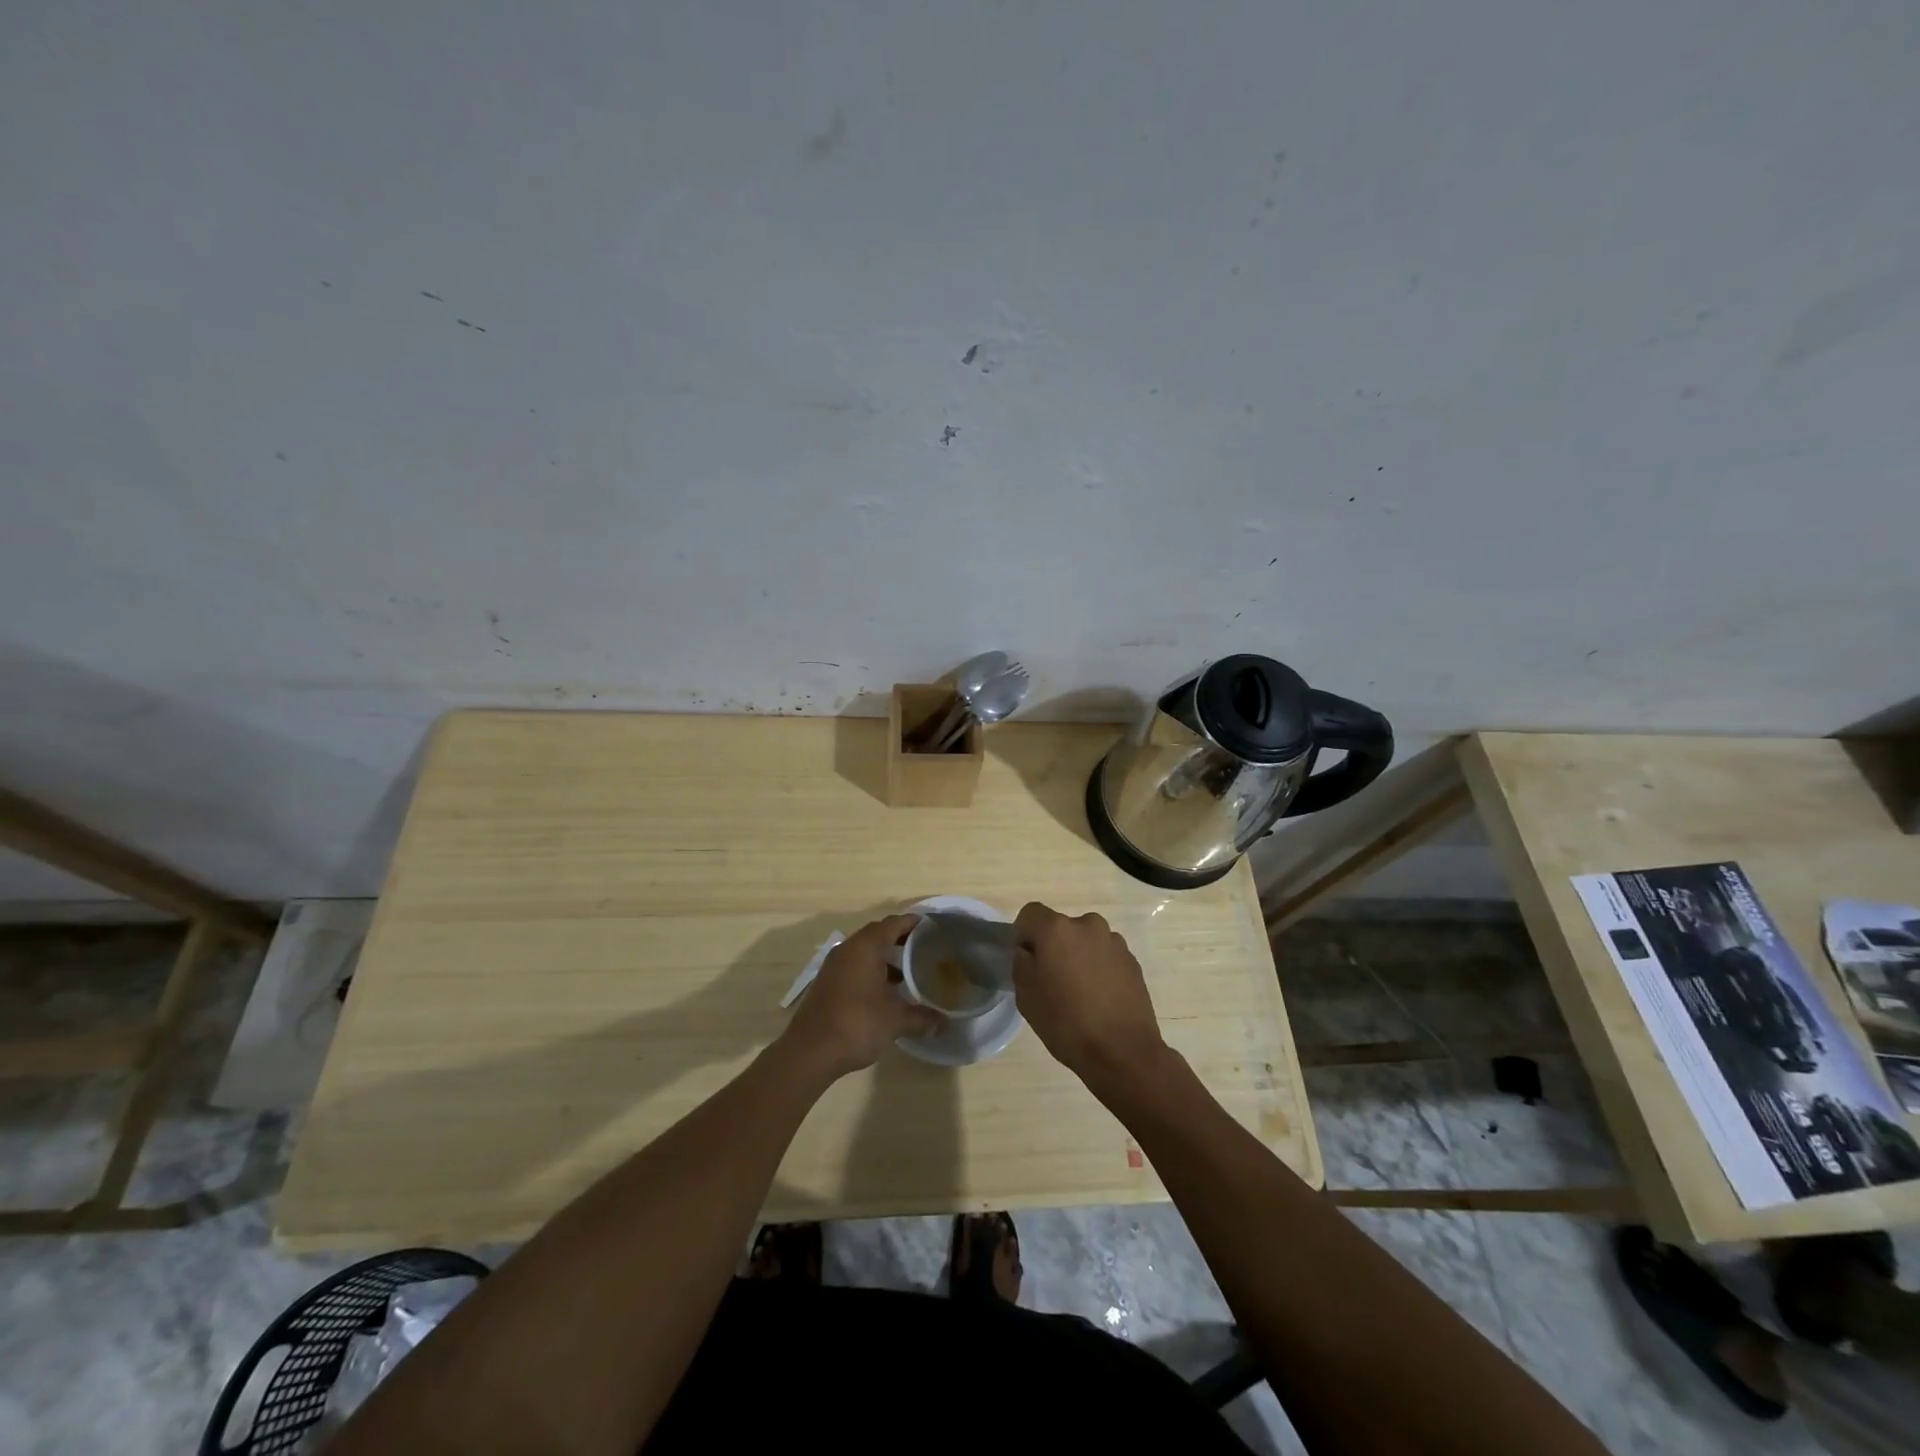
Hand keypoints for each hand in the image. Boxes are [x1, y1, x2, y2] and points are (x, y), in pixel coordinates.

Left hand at [779, 915, 943, 1079]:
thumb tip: (945, 1023)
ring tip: (907, 972)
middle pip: (877, 934)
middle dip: (900, 939)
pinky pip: (853, 965)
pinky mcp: (826, 982)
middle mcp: (848, 949)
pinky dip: (870, 970)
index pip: (893, 923)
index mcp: (866, 948)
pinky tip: (884, 991)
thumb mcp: (895, 1021)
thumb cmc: (856, 1025)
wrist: (809, 1052)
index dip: (912, 922)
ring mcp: (834, 966)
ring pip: (863, 951)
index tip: (931, 927)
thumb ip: (922, 1017)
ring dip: (884, 957)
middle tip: (923, 948)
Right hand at [1012, 902, 1168, 1096]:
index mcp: (1057, 929)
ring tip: (1079, 992)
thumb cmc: (1066, 1023)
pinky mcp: (1132, 961)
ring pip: (1085, 941)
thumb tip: (1028, 952)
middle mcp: (1088, 925)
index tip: (1025, 960)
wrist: (1123, 1052)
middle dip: (1053, 946)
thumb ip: (1022, 964)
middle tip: (1051, 979)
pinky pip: (1105, 956)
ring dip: (1078, 956)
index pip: (1030, 913)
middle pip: (1060, 927)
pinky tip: (1099, 998)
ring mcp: (1114, 942)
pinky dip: (1098, 968)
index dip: (1023, 934)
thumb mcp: (1026, 996)